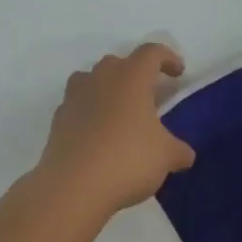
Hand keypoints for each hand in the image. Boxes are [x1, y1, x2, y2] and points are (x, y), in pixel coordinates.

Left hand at [36, 43, 196, 215]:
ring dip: (107, 89)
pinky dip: (89, 113)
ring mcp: (74, 98)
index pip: (151, 53)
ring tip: (120, 112)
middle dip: (135, 74)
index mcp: (130, 78)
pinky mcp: (58, 121)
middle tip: (148, 96)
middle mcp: (100, 79)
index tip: (178, 73)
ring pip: (91, 79)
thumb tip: (184, 154)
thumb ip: (179, 150)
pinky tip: (99, 136)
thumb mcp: (166, 157)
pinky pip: (77, 106)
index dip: (167, 58)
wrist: (73, 187)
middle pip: (118, 62)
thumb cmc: (128, 161)